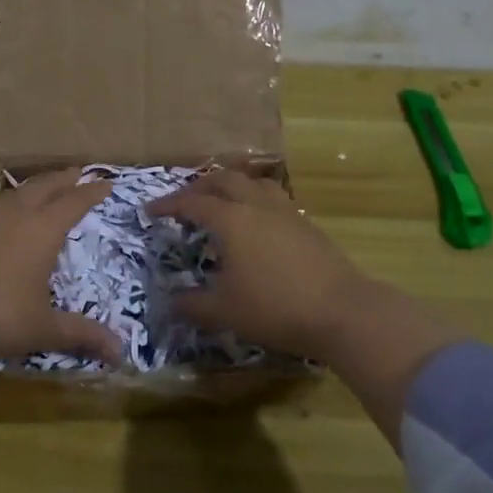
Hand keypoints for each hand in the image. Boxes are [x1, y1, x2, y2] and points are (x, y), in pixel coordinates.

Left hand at [0, 168, 122, 366]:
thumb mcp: (42, 328)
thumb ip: (80, 334)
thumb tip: (121, 352)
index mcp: (42, 230)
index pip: (73, 202)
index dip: (91, 193)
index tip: (106, 184)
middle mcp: (15, 215)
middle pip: (44, 187)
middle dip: (64, 178)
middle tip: (78, 172)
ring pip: (15, 193)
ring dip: (35, 187)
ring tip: (43, 188)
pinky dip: (8, 205)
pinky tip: (4, 218)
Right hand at [149, 169, 388, 363]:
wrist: (342, 311)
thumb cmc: (275, 308)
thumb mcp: (225, 312)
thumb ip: (192, 305)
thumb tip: (170, 302)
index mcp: (231, 219)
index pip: (192, 203)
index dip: (168, 205)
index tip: (151, 211)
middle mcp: (256, 205)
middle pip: (223, 180)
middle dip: (199, 187)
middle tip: (184, 202)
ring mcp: (285, 211)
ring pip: (253, 183)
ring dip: (231, 186)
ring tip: (222, 202)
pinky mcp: (306, 224)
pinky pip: (273, 198)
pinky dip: (254, 200)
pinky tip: (257, 223)